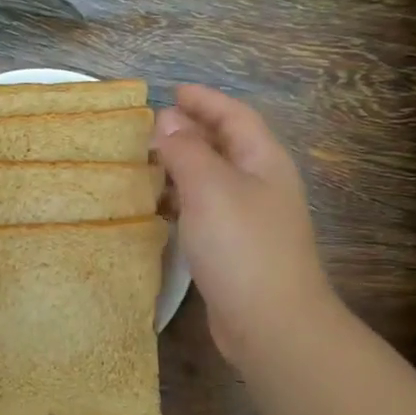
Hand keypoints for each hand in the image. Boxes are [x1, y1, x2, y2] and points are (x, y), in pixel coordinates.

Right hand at [153, 85, 334, 366]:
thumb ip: (186, 149)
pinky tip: (157, 209)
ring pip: (212, 179)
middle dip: (190, 131)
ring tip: (144, 164)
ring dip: (181, 167)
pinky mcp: (234, 249)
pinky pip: (204, 210)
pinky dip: (181, 201)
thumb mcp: (210, 187)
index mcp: (263, 160)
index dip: (205, 100)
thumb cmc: (242, 246)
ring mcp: (250, 219)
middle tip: (148, 128)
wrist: (271, 323)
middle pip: (224, 145)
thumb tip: (167, 119)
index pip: (234, 116)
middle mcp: (260, 184)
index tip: (171, 91)